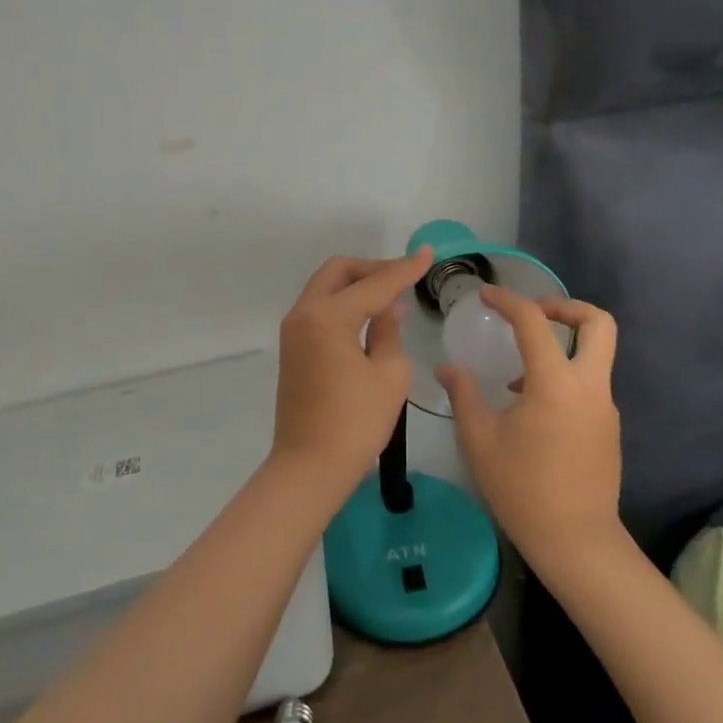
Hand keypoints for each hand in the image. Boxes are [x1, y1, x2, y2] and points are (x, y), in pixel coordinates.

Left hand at [271, 247, 434, 493]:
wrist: (309, 468)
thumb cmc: (355, 423)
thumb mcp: (389, 375)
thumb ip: (389, 331)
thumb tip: (387, 309)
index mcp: (327, 317)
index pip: (374, 284)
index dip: (404, 268)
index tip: (428, 254)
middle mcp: (304, 314)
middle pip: (339, 272)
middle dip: (373, 268)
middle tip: (404, 276)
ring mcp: (294, 331)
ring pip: (327, 287)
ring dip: (358, 285)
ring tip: (392, 295)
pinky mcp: (294, 348)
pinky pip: (321, 309)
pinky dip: (345, 303)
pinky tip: (371, 316)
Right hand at [439, 288, 626, 582]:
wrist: (577, 543)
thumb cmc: (523, 490)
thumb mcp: (480, 440)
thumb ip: (464, 395)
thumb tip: (448, 367)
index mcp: (556, 383)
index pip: (534, 321)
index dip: (508, 300)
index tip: (486, 296)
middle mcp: (589, 386)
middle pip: (599, 323)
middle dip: (567, 307)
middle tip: (534, 313)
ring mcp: (605, 407)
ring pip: (598, 353)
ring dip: (565, 343)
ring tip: (520, 367)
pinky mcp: (608, 427)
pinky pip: (590, 383)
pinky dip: (566, 374)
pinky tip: (532, 404)